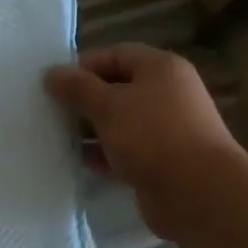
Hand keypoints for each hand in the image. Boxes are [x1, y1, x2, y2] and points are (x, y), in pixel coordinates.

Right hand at [44, 44, 244, 236]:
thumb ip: (78, 88)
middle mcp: (166, 94)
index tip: (53, 83)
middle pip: (117, 88)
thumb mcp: (108, 105)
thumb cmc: (152, 136)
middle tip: (49, 110)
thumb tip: (51, 72)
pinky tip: (77, 162)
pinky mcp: (159, 162)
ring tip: (56, 136)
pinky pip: (124, 151)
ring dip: (90, 129)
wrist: (197, 193)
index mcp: (161, 69)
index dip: (84, 65)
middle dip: (84, 99)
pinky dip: (102, 155)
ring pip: (119, 123)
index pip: (116, 54)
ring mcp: (164, 130)